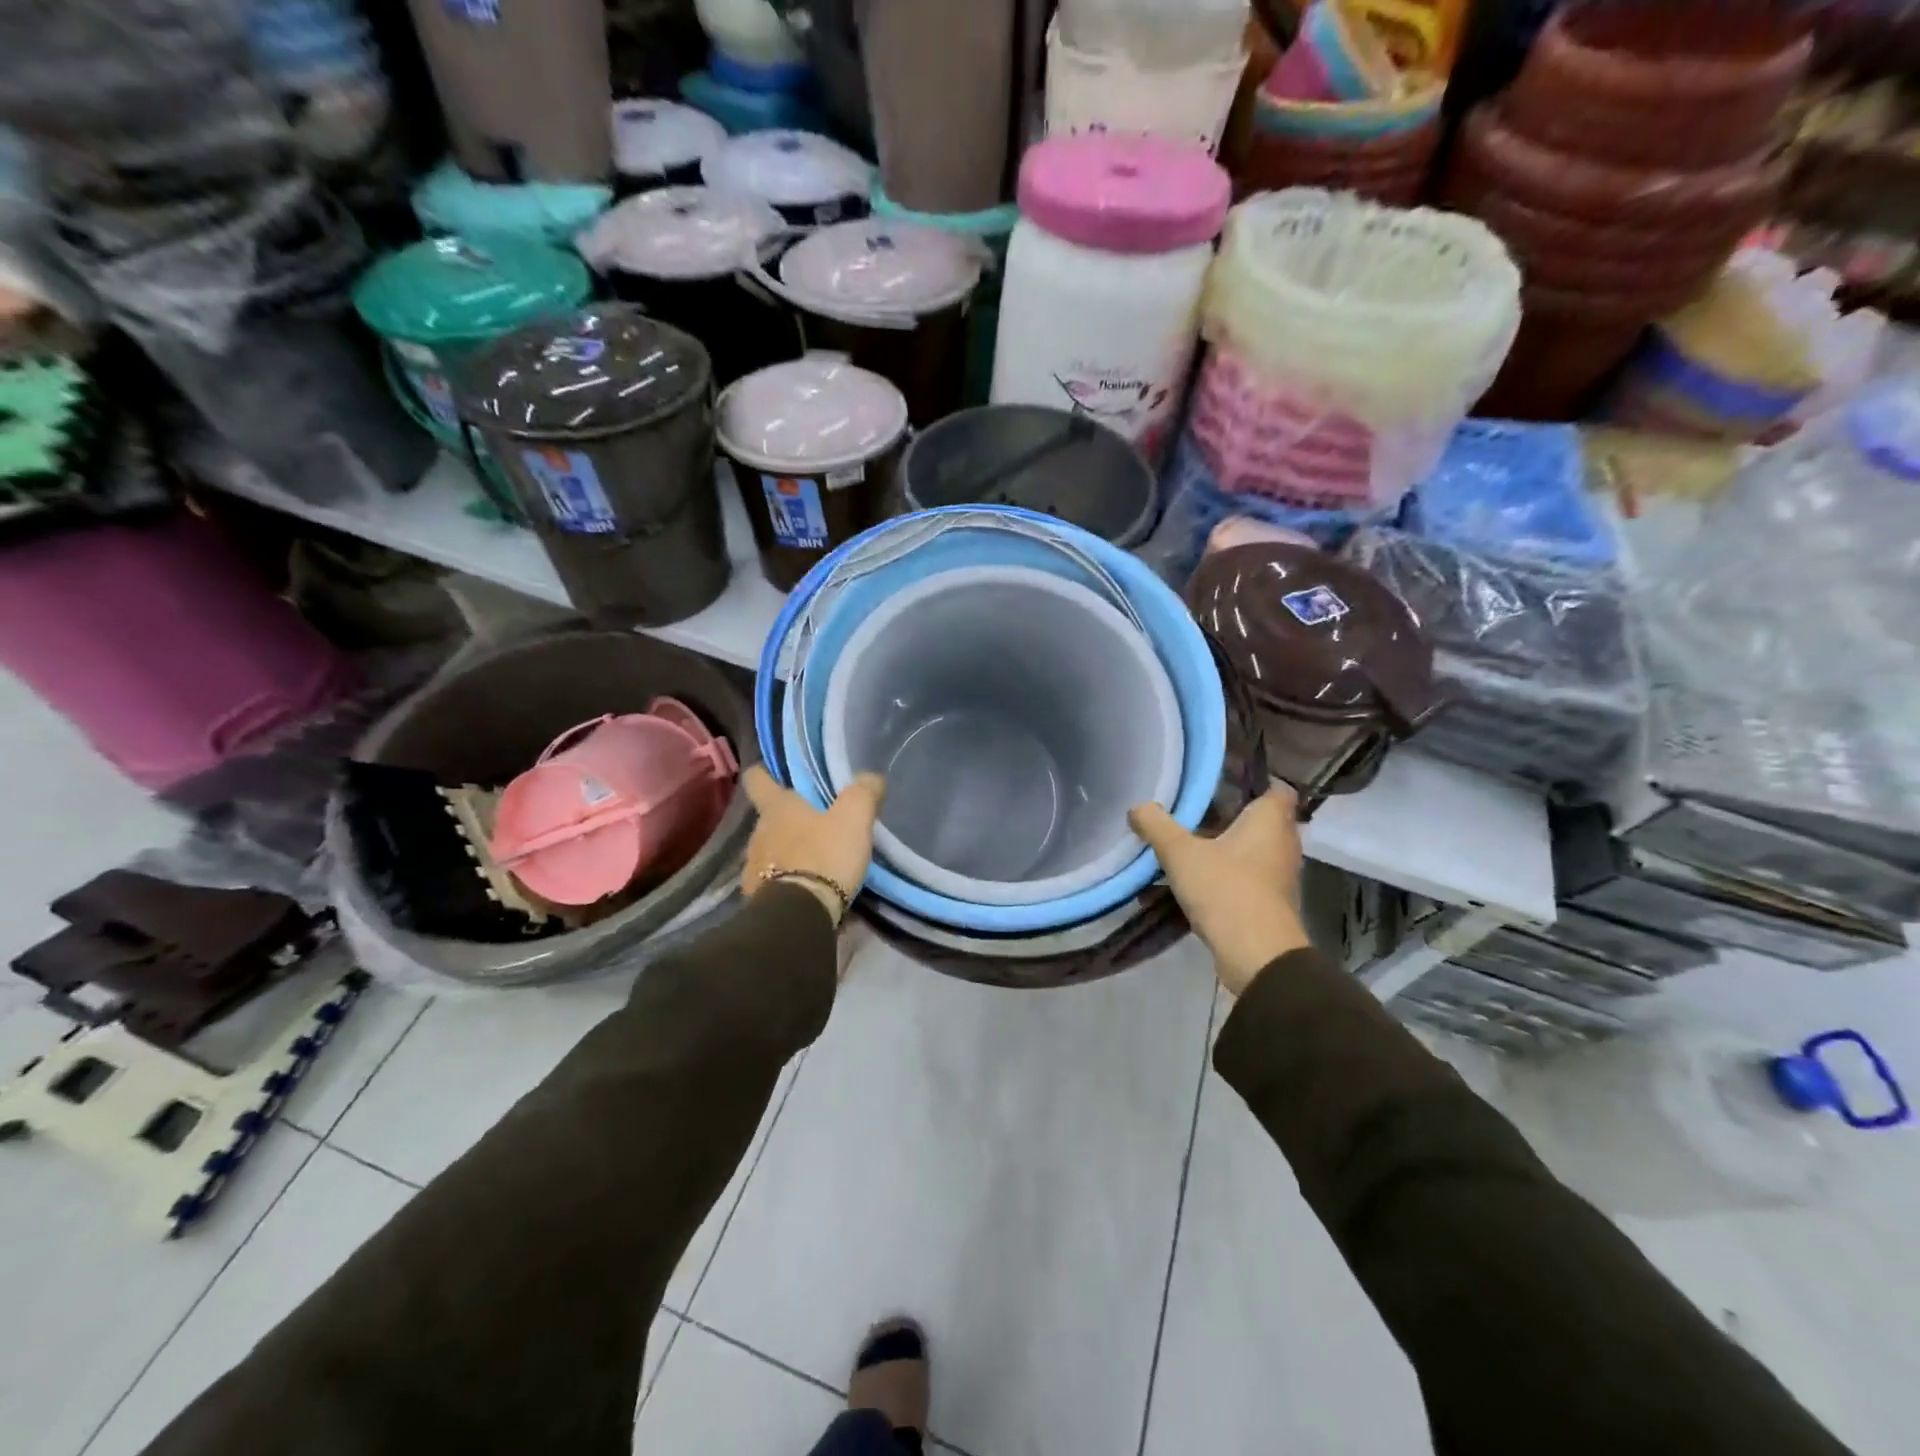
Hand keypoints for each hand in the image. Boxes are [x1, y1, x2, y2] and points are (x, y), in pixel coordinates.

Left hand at [741, 766, 885, 925]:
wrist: (799, 916)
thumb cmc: (824, 856)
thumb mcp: (854, 818)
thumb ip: (863, 792)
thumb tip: (870, 777)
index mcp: (776, 808)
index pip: (757, 780)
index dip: (762, 774)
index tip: (769, 773)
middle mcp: (757, 833)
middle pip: (768, 818)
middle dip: (787, 820)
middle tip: (814, 824)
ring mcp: (752, 867)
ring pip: (769, 850)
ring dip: (786, 852)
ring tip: (813, 860)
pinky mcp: (756, 897)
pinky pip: (772, 880)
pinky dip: (786, 879)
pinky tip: (805, 887)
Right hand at [1129, 787, 1309, 996]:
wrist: (1257, 956)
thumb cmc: (1226, 890)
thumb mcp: (1180, 853)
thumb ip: (1156, 826)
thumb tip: (1138, 807)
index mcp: (1270, 820)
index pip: (1277, 788)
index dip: (1255, 781)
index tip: (1223, 782)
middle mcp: (1282, 844)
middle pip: (1258, 821)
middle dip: (1226, 818)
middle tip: (1192, 814)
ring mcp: (1278, 877)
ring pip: (1247, 854)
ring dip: (1218, 853)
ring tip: (1180, 852)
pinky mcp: (1269, 905)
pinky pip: (1241, 882)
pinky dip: (1217, 881)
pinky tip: (1181, 890)